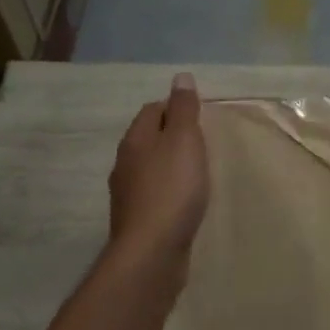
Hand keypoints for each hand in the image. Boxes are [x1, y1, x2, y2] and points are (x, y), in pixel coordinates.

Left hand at [108, 73, 208, 276]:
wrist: (152, 252)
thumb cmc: (172, 189)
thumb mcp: (184, 140)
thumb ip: (183, 109)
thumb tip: (180, 77)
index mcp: (135, 140)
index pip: (151, 110)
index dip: (174, 107)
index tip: (200, 117)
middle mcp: (125, 164)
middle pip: (149, 138)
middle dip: (172, 136)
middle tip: (203, 143)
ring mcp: (128, 195)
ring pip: (151, 168)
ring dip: (171, 165)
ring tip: (198, 171)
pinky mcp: (138, 221)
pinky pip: (155, 194)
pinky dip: (170, 191)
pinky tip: (186, 201)